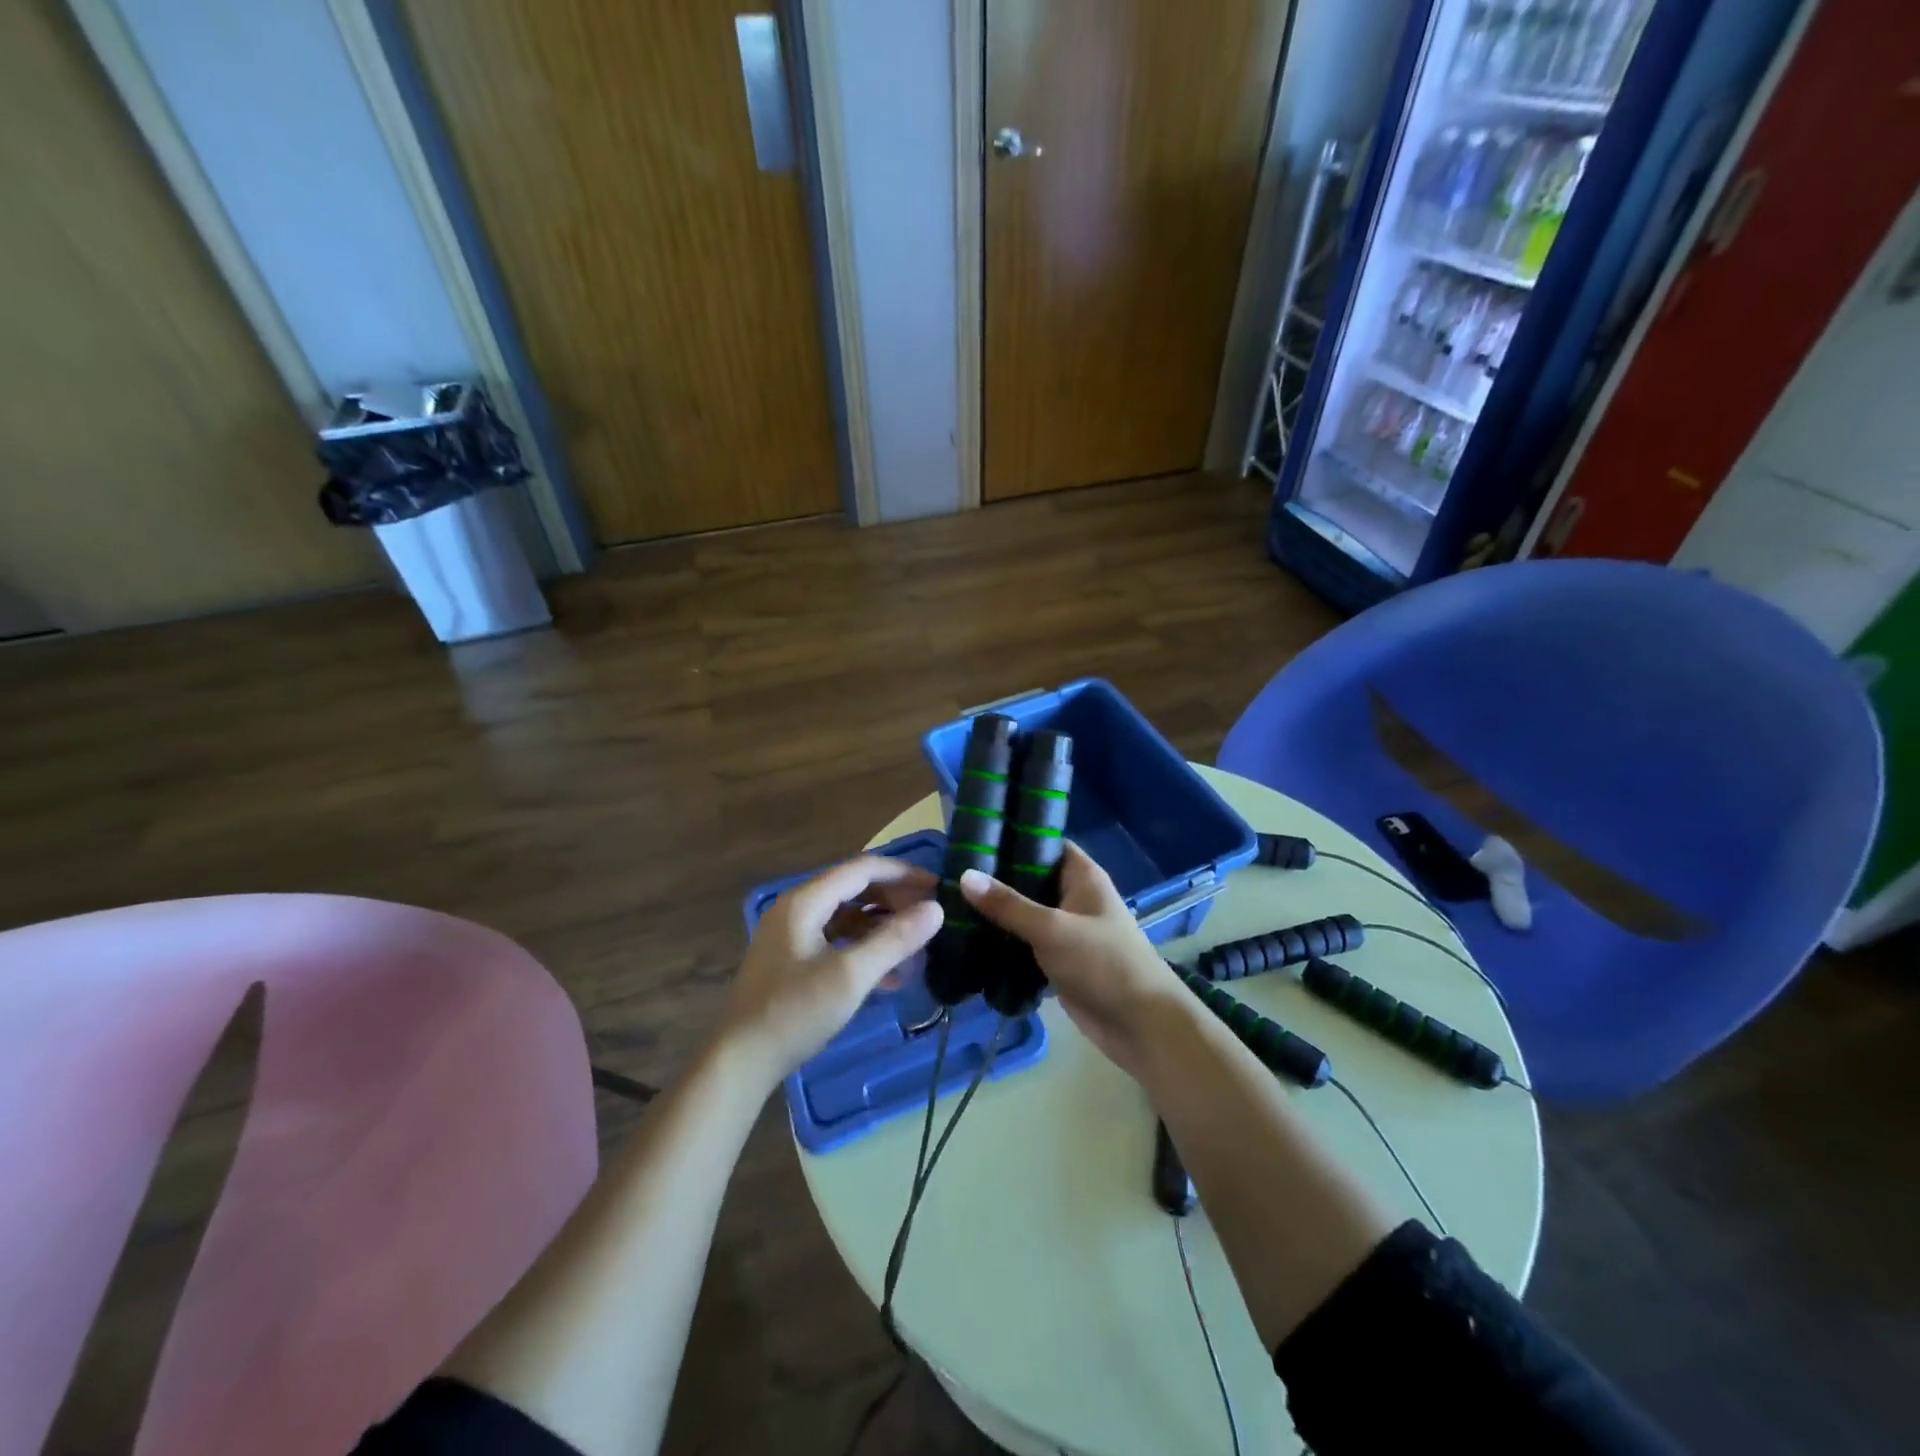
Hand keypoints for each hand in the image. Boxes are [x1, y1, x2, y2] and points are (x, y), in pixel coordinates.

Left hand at [717, 856, 942, 1092]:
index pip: (863, 869)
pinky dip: (865, 949)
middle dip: (895, 900)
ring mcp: (793, 935)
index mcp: (805, 901)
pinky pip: (837, 941)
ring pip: (848, 917)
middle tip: (931, 916)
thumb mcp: (850, 976)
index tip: (938, 887)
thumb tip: (936, 909)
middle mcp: (797, 909)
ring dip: (883, 927)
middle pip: (855, 889)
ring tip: (917, 945)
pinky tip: (892, 976)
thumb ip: (894, 940)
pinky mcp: (793, 961)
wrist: (739, 1062)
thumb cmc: (794, 1013)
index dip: (904, 873)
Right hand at [959, 843, 1189, 1080]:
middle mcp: (1074, 897)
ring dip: (997, 914)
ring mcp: (1067, 930)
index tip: (975, 838)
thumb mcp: (1052, 929)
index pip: (1045, 843)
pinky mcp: (1059, 960)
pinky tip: (970, 941)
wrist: (1140, 1025)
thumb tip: (964, 875)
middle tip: (952, 874)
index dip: (1014, 837)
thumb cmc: (1102, 963)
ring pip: (1026, 913)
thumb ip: (1008, 905)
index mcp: (1082, 876)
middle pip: (1030, 878)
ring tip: (950, 904)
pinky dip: (1005, 943)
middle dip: (997, 879)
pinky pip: (1026, 943)